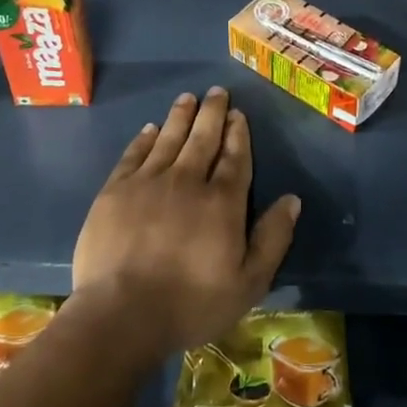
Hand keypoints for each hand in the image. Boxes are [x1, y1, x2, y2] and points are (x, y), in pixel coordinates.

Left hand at [70, 87, 300, 357]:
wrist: (121, 314)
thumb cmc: (191, 305)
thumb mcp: (248, 283)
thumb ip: (273, 239)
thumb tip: (292, 199)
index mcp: (222, 202)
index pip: (235, 158)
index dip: (238, 134)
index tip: (239, 114)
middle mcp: (187, 181)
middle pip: (203, 138)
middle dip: (212, 113)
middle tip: (217, 92)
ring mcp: (147, 182)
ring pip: (169, 138)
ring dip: (180, 116)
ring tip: (188, 97)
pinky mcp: (115, 191)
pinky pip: (134, 154)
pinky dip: (145, 138)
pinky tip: (150, 128)